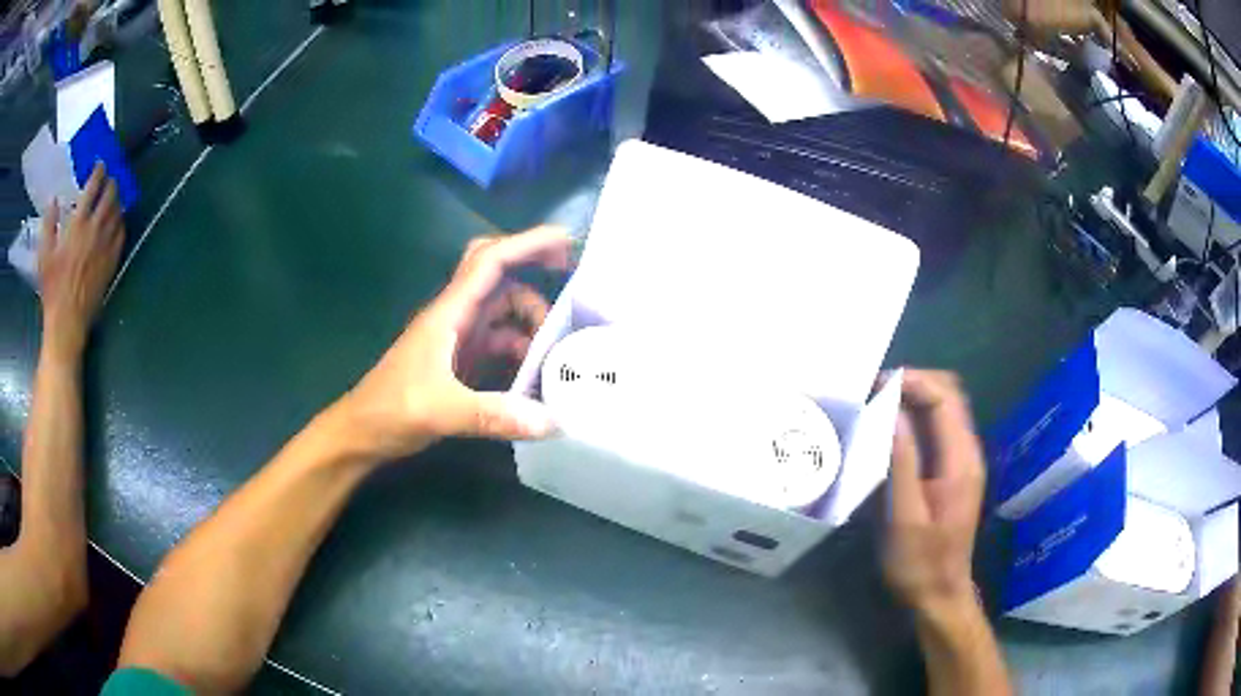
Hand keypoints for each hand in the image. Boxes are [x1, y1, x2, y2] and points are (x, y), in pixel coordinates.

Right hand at [38, 163, 125, 358]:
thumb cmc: (52, 289)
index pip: (93, 187)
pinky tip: (117, 220)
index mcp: (78, 224)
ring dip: (117, 200)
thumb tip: (53, 199)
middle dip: (111, 182)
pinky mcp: (112, 262)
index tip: (100, 165)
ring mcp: (106, 246)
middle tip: (109, 178)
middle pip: (110, 195)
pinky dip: (121, 222)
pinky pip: (121, 234)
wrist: (67, 321)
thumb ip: (49, 224)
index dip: (98, 171)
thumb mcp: (44, 255)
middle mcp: (95, 230)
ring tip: (114, 195)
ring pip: (118, 212)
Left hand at [335, 226, 570, 460]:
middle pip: (498, 275)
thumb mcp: (442, 411)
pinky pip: (499, 342)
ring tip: (556, 350)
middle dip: (532, 267)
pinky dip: (521, 350)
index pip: (491, 261)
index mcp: (449, 312)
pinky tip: (537, 375)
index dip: (528, 243)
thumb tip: (552, 421)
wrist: (363, 432)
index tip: (567, 241)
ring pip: (502, 311)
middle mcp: (456, 316)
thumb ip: (494, 415)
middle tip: (570, 277)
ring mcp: (459, 338)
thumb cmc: (391, 410)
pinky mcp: (461, 361)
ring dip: (530, 321)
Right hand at [882, 370, 985, 616]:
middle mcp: (967, 453)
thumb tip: (891, 412)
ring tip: (878, 406)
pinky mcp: (952, 472)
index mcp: (960, 461)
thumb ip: (902, 463)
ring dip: (914, 398)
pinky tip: (891, 432)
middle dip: (914, 383)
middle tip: (874, 393)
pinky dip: (916, 418)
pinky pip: (938, 429)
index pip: (945, 397)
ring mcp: (962, 462)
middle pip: (950, 395)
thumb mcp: (905, 518)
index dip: (913, 381)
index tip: (876, 386)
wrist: (939, 595)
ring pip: (945, 409)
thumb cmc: (919, 563)